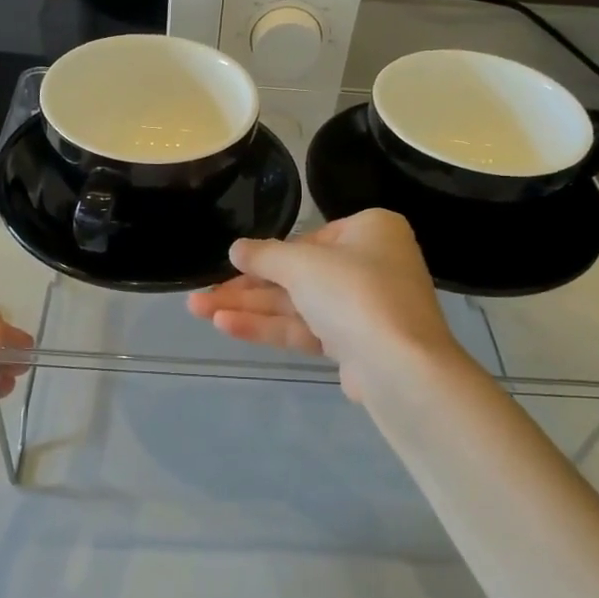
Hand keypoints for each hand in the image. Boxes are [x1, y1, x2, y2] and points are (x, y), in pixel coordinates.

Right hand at [186, 209, 459, 401]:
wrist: (399, 366)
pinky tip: (226, 326)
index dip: (266, 255)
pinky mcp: (354, 344)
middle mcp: (371, 265)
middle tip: (200, 295)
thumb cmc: (354, 292)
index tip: (230, 266)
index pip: (308, 239)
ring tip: (199, 311)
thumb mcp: (301, 263)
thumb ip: (264, 255)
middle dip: (246, 287)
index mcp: (370, 231)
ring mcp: (364, 308)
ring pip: (297, 304)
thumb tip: (236, 249)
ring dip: (249, 308)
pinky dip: (269, 327)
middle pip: (298, 274)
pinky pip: (306, 328)